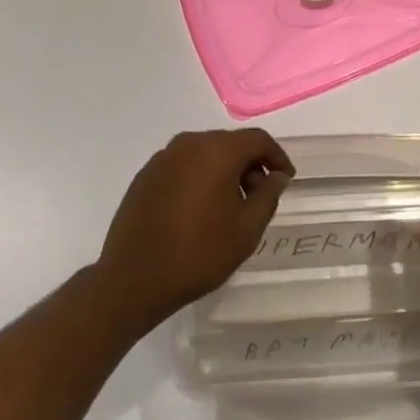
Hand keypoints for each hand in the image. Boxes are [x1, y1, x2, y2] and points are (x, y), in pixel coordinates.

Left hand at [96, 129, 294, 332]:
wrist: (133, 279)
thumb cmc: (198, 253)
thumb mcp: (246, 229)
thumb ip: (268, 195)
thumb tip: (276, 176)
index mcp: (217, 151)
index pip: (257, 139)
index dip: (277, 157)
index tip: (285, 179)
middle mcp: (189, 144)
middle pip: (230, 143)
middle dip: (250, 164)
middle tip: (259, 196)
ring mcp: (163, 157)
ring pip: (205, 152)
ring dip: (224, 170)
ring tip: (230, 205)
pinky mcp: (146, 174)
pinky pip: (183, 165)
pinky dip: (200, 176)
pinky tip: (200, 208)